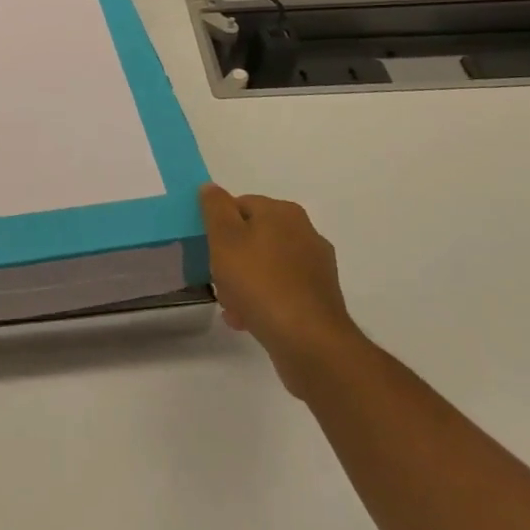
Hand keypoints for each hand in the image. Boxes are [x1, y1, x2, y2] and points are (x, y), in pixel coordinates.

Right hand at [199, 184, 362, 397]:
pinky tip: (248, 320)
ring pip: (266, 265)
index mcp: (283, 212)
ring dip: (245, 282)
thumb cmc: (259, 282)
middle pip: (253, 236)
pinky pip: (281, 289)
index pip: (240, 205)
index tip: (209, 250)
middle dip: (231, 258)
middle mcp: (304, 232)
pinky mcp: (320, 297)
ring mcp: (316, 266)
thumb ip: (215, 208)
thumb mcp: (224, 239)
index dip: (219, 227)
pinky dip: (264, 300)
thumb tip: (211, 187)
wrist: (309, 341)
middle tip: (218, 280)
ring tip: (232, 306)